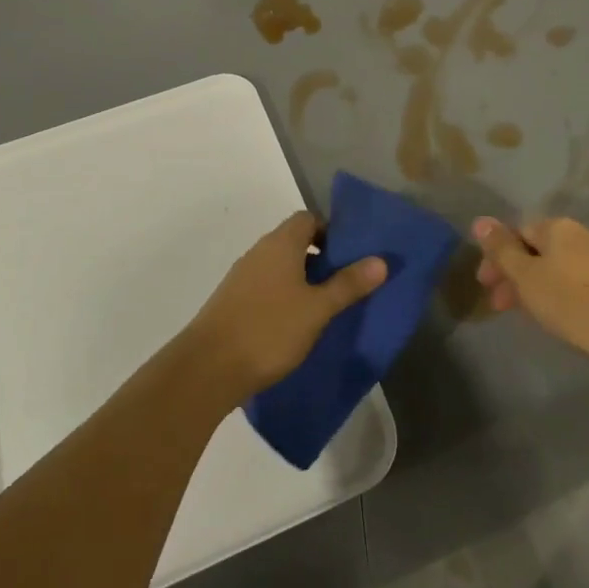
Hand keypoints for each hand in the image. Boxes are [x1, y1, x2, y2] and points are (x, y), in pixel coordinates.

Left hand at [185, 211, 386, 400]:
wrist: (207, 368)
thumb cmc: (269, 330)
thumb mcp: (317, 309)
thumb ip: (348, 284)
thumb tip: (380, 260)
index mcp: (280, 244)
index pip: (308, 219)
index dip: (331, 231)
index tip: (351, 255)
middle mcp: (259, 252)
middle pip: (294, 241)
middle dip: (321, 258)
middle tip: (345, 283)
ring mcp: (241, 277)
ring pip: (280, 266)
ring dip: (302, 279)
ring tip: (325, 306)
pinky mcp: (232, 302)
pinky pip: (266, 287)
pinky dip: (284, 296)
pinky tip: (295, 324)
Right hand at [471, 215, 588, 363]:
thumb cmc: (574, 301)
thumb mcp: (528, 277)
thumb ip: (502, 250)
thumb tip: (480, 220)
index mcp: (557, 227)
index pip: (517, 231)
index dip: (496, 257)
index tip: (486, 285)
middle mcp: (582, 234)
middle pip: (538, 249)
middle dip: (515, 274)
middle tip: (501, 305)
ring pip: (558, 267)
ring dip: (537, 286)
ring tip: (529, 315)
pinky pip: (578, 281)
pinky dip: (561, 294)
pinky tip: (560, 315)